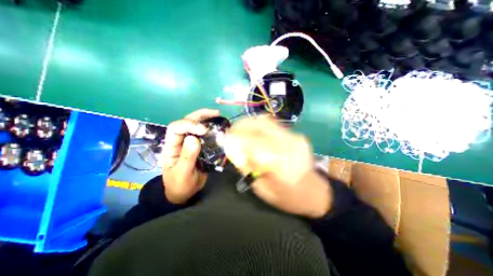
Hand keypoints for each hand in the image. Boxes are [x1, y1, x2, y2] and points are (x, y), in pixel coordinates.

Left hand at [163, 109, 220, 202]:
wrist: (184, 192)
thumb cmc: (180, 184)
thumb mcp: (182, 173)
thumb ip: (187, 157)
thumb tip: (194, 138)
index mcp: (172, 145)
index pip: (176, 127)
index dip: (189, 124)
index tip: (204, 130)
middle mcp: (181, 141)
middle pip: (187, 122)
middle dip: (200, 116)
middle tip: (216, 113)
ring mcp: (191, 143)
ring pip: (196, 126)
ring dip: (207, 119)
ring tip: (219, 116)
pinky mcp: (200, 146)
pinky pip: (205, 135)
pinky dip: (212, 129)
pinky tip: (219, 128)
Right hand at [224, 116, 329, 216]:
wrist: (315, 193)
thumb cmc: (288, 197)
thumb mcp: (263, 189)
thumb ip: (249, 168)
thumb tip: (236, 150)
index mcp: (280, 163)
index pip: (251, 143)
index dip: (235, 138)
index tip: (224, 139)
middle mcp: (288, 145)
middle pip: (259, 125)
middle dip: (241, 126)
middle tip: (231, 132)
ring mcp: (294, 137)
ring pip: (266, 122)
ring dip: (249, 124)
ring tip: (240, 130)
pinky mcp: (296, 135)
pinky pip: (273, 125)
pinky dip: (259, 126)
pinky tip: (254, 132)